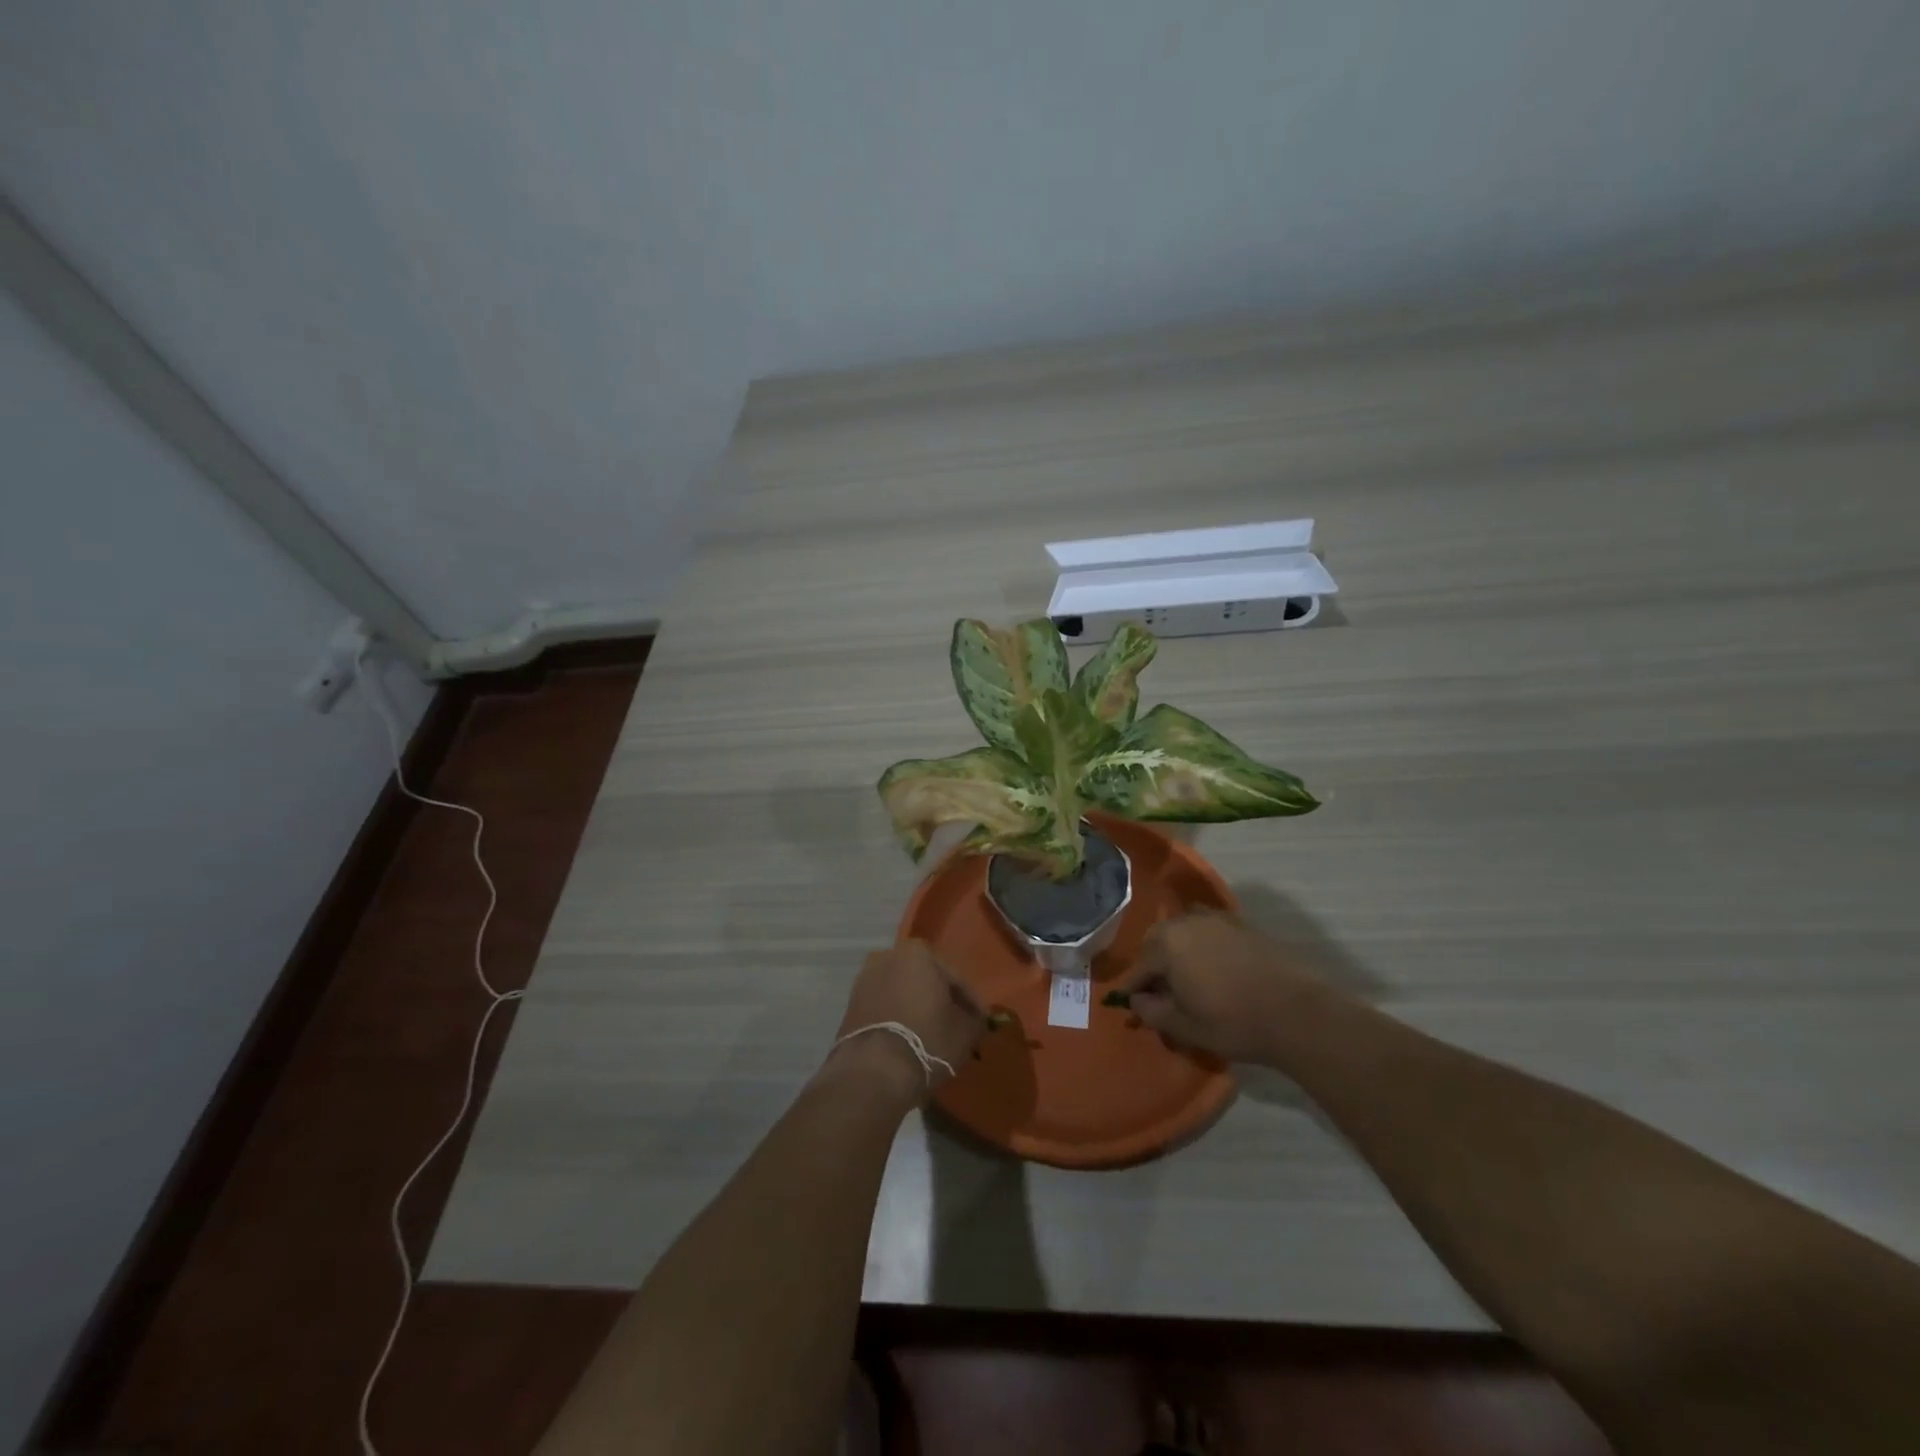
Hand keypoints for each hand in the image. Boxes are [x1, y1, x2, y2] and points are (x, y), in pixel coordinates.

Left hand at [829, 941, 987, 1098]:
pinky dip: (896, 1019)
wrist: (873, 1071)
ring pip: (901, 993)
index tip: (979, 1021)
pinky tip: (908, 1041)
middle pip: (924, 981)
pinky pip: (883, 1008)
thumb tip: (974, 1019)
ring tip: (931, 1036)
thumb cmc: (927, 1039)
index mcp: (917, 952)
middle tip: (955, 1026)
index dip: (970, 1002)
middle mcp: (887, 956)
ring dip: (916, 1009)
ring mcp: (864, 980)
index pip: (954, 978)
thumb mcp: (965, 1032)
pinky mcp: (849, 1006)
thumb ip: (974, 1019)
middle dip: (938, 1000)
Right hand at [1110, 911, 1318, 1063]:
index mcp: (1166, 945)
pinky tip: (1211, 966)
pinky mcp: (1240, 923)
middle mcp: (1185, 922)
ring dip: (1176, 950)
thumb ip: (1152, 1012)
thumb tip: (1137, 1001)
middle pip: (1157, 941)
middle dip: (1153, 964)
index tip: (1128, 1004)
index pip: (1138, 968)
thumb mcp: (1185, 1027)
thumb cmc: (1234, 1022)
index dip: (1131, 989)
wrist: (1297, 1012)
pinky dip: (1201, 944)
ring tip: (1185, 977)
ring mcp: (1215, 918)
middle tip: (1158, 991)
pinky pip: (1207, 929)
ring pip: (1182, 931)